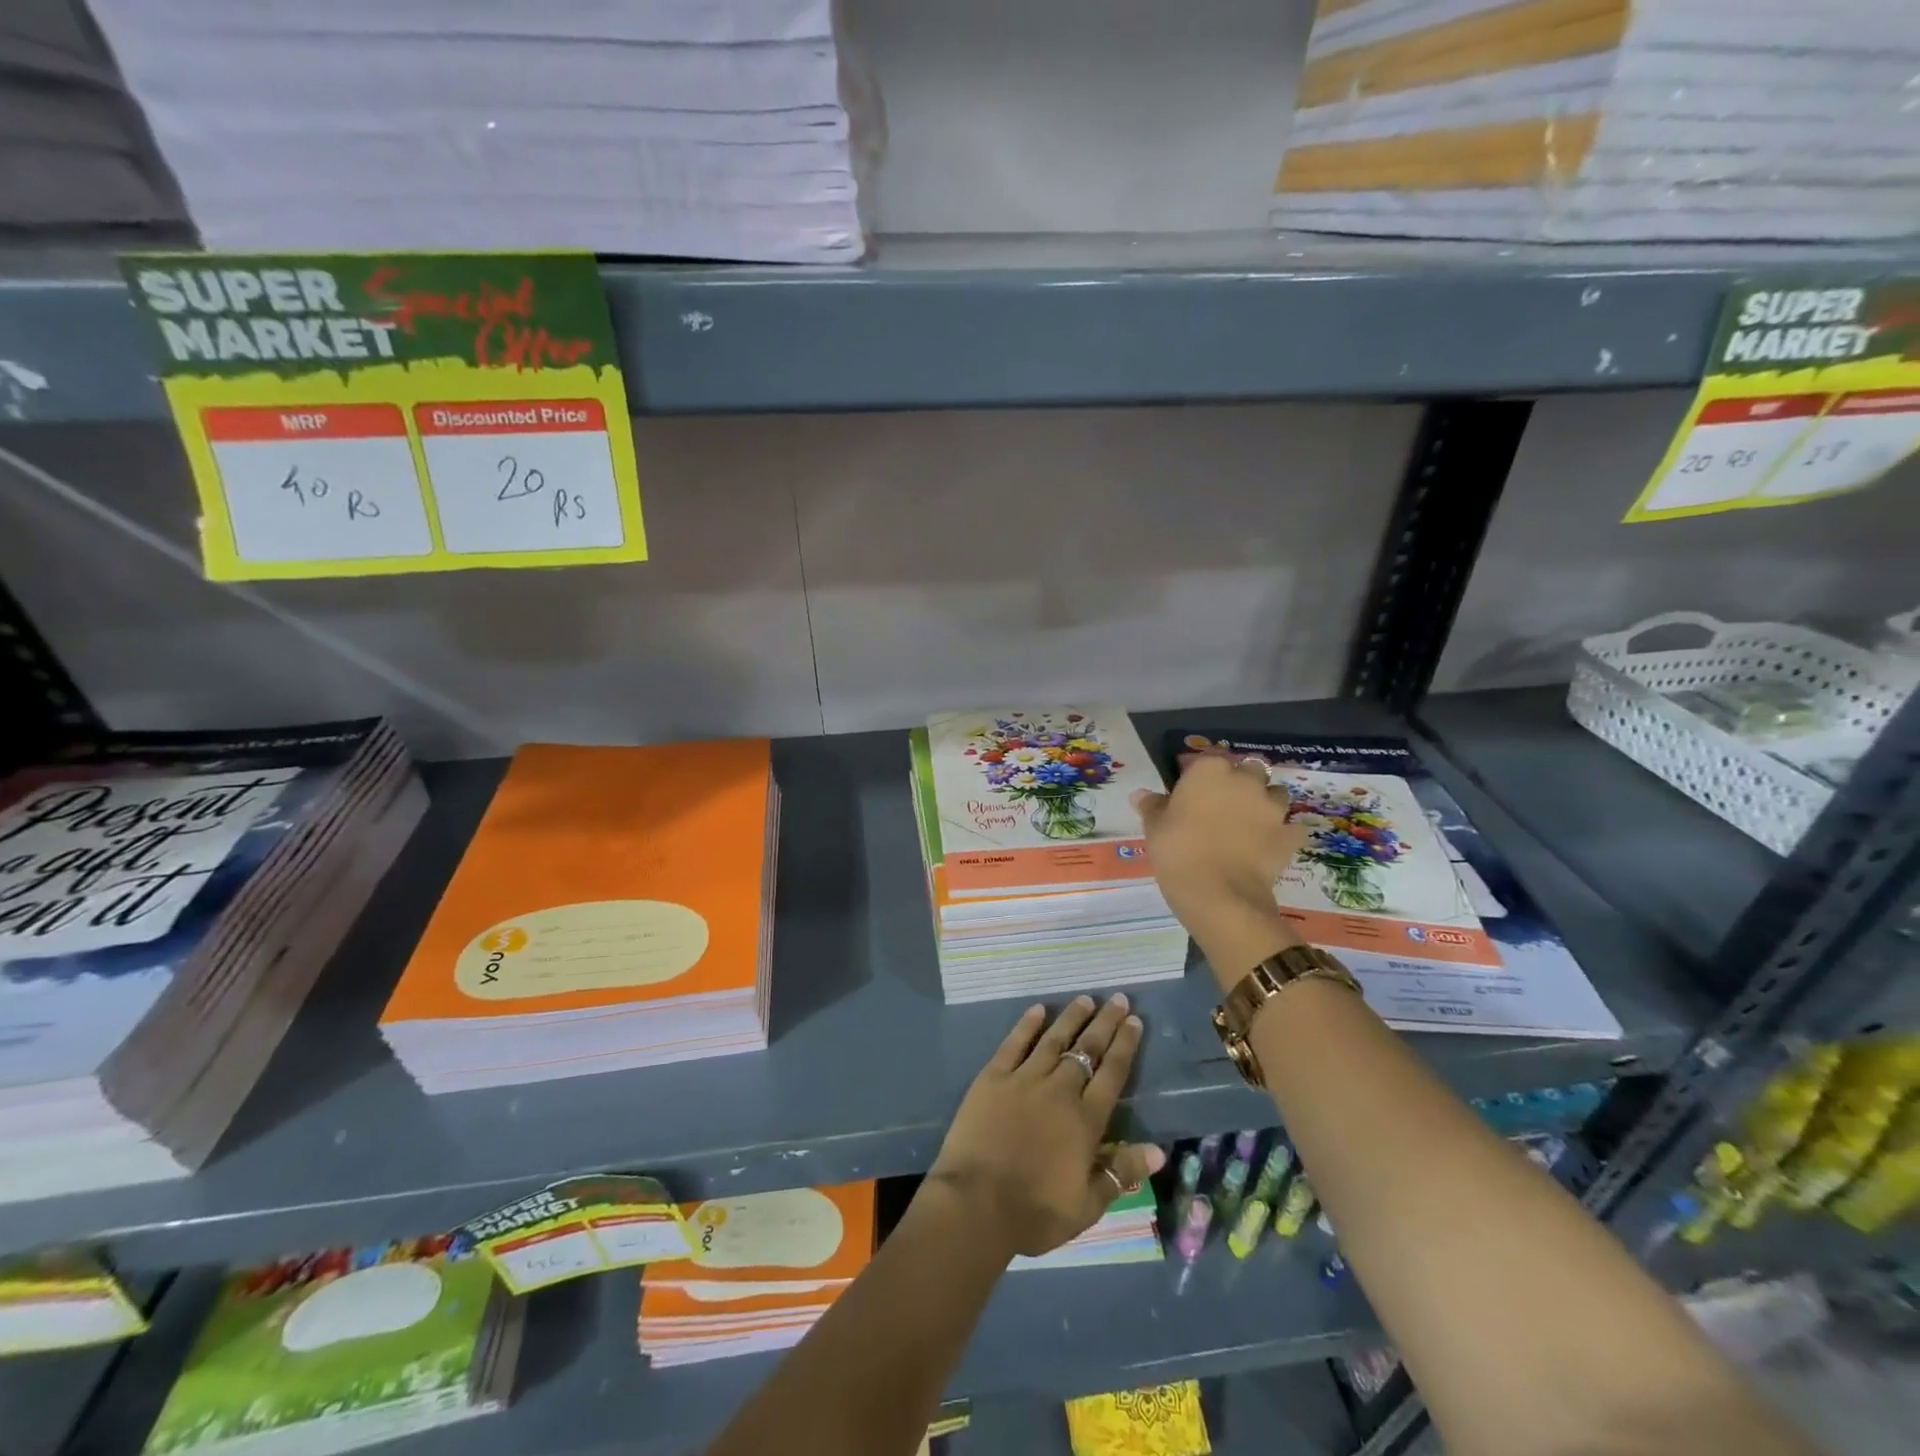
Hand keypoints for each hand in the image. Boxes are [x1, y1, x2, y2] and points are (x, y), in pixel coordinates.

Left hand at [927, 995, 1165, 1259]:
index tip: (1134, 1021)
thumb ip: (1121, 1173)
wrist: (976, 1204)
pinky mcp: (993, 1077)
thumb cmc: (1034, 1212)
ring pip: (1054, 1039)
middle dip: (1105, 1022)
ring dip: (1072, 1018)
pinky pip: (1015, 1043)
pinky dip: (1028, 1024)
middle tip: (1118, 998)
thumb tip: (1158, 1151)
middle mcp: (1059, 1091)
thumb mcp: (1087, 1206)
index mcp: (1085, 1121)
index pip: (1112, 1074)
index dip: (1125, 1046)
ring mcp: (1024, 1079)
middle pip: (1087, 1049)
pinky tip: (1038, 1009)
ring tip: (1086, 999)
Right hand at [1131, 753, 1307, 988]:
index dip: (1201, 776)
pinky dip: (1283, 833)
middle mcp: (1245, 780)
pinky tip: (1270, 845)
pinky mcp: (1288, 835)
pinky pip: (1291, 828)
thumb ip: (1152, 806)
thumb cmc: (1178, 851)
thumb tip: (1141, 794)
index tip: (1192, 794)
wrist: (1218, 894)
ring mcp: (1272, 807)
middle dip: (1241, 783)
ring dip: (1265, 803)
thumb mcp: (1154, 827)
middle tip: (1223, 807)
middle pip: (1249, 771)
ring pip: (1275, 794)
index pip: (1207, 761)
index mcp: (1209, 771)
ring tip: (1249, 824)